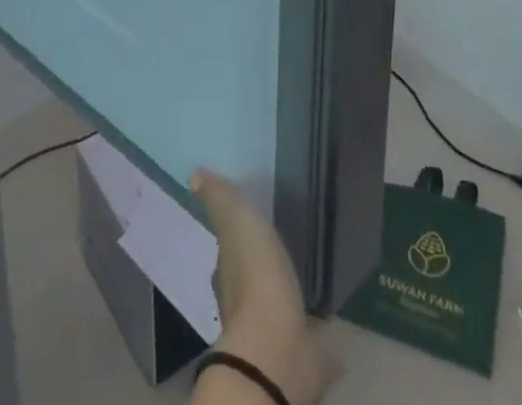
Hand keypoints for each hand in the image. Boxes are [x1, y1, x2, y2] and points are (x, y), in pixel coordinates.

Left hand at [192, 170, 337, 404]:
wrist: (278, 347)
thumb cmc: (254, 277)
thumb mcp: (235, 223)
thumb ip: (220, 200)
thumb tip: (194, 173)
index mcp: (228, 273)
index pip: (229, 252)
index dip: (237, 239)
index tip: (251, 226)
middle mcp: (244, 303)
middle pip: (253, 277)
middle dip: (264, 264)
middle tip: (282, 245)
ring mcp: (274, 327)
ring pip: (279, 301)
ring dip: (289, 290)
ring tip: (307, 270)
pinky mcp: (302, 346)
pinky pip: (308, 326)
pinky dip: (314, 319)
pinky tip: (327, 308)